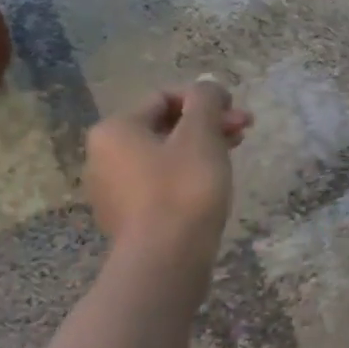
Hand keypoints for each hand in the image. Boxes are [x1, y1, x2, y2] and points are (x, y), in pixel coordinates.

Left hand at [85, 79, 252, 248]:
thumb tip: (207, 86)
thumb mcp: (201, 135)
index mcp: (115, 130)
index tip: (238, 112)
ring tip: (235, 154)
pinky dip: (188, 175)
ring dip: (202, 147)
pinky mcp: (129, 218)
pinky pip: (161, 182)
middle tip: (244, 130)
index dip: (205, 99)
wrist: (166, 261)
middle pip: (164, 126)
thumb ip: (206, 101)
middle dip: (207, 123)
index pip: (164, 97)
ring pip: (165, 155)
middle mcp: (104, 156)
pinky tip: (213, 184)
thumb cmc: (183, 189)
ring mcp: (113, 190)